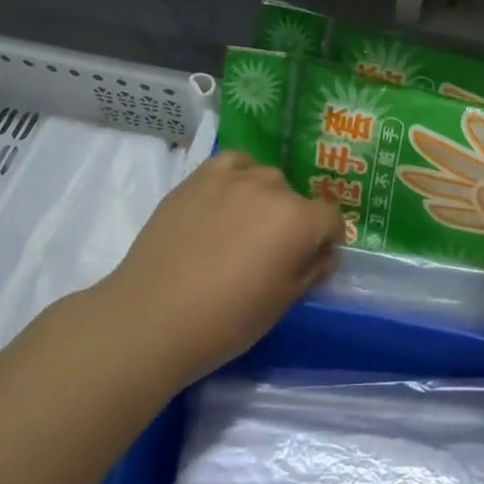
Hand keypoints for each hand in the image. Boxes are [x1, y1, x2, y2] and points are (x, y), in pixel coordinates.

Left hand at [90, 151, 344, 388]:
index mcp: (299, 221)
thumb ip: (312, 270)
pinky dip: (237, 177)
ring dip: (265, 199)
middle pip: (296, 198)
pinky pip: (233, 163)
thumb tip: (325, 253)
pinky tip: (225, 201)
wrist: (152, 317)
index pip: (330, 218)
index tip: (312, 259)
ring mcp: (233, 177)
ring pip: (265, 178)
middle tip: (270, 251)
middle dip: (293, 221)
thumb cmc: (225, 320)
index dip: (326, 240)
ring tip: (242, 227)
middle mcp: (272, 188)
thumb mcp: (282, 303)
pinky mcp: (199, 176)